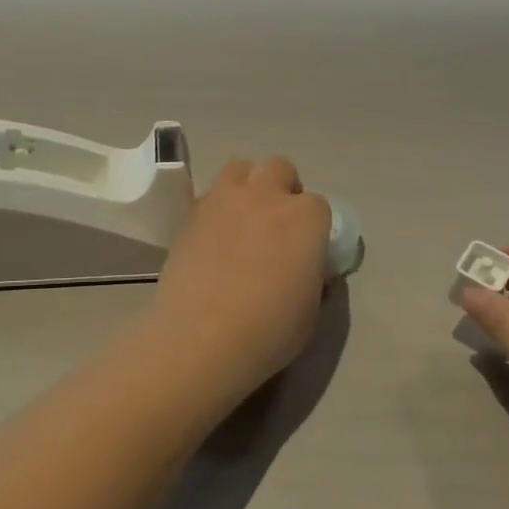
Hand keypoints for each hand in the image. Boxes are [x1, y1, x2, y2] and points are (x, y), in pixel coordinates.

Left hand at [151, 157, 332, 394]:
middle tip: (276, 226)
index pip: (318, 206)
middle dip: (281, 189)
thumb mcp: (311, 307)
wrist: (202, 339)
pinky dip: (216, 209)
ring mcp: (224, 200)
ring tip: (243, 221)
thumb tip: (305, 266)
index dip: (313, 227)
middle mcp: (266, 196)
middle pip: (279, 169)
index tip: (305, 250)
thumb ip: (312, 274)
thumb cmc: (270, 330)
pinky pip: (209, 196)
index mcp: (306, 217)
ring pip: (239, 169)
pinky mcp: (190, 215)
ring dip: (247, 187)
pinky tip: (213, 240)